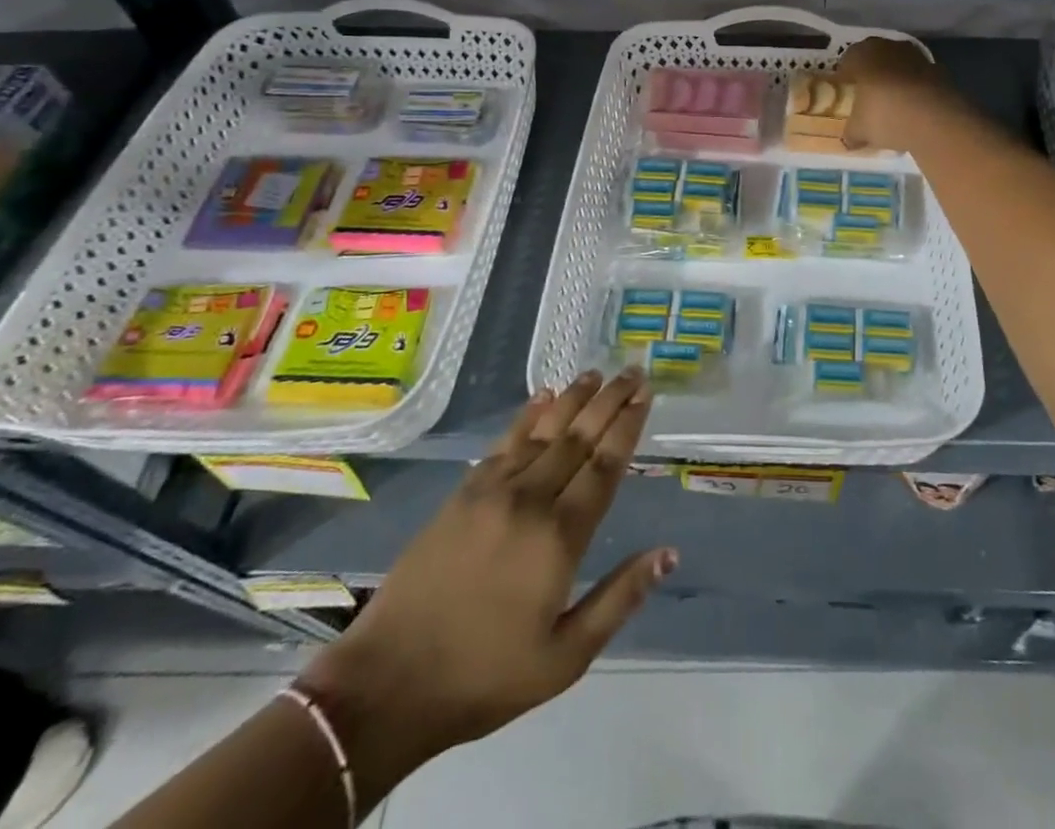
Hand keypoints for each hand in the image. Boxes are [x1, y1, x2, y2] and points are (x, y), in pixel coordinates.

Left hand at [297, 369, 673, 790]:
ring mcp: (492, 492)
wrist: (387, 684)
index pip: (605, 466)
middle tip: (632, 371)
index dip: (628, 427)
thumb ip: (619, 599)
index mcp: (560, 538)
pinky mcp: (462, 494)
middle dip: (609, 401)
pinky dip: (527, 416)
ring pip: (543, 432)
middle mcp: (530, 500)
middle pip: (578, 438)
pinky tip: (542, 398)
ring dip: (572, 399)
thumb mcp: (565, 657)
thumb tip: (668, 553)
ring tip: (594, 373)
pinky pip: (504, 442)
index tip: (646, 395)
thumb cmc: (484, 677)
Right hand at [836, 36, 956, 152]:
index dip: (845, 76)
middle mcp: (889, 48)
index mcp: (863, 55)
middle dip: (871, 75)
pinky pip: (919, 79)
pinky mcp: (940, 70)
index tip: (845, 91)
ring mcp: (917, 57)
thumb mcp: (859, 131)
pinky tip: (914, 110)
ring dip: (896, 80)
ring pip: (899, 66)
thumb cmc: (885, 116)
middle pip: (875, 58)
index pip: (848, 59)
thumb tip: (849, 139)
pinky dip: (915, 90)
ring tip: (892, 104)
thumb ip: (850, 132)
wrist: (937, 120)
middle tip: (867, 96)